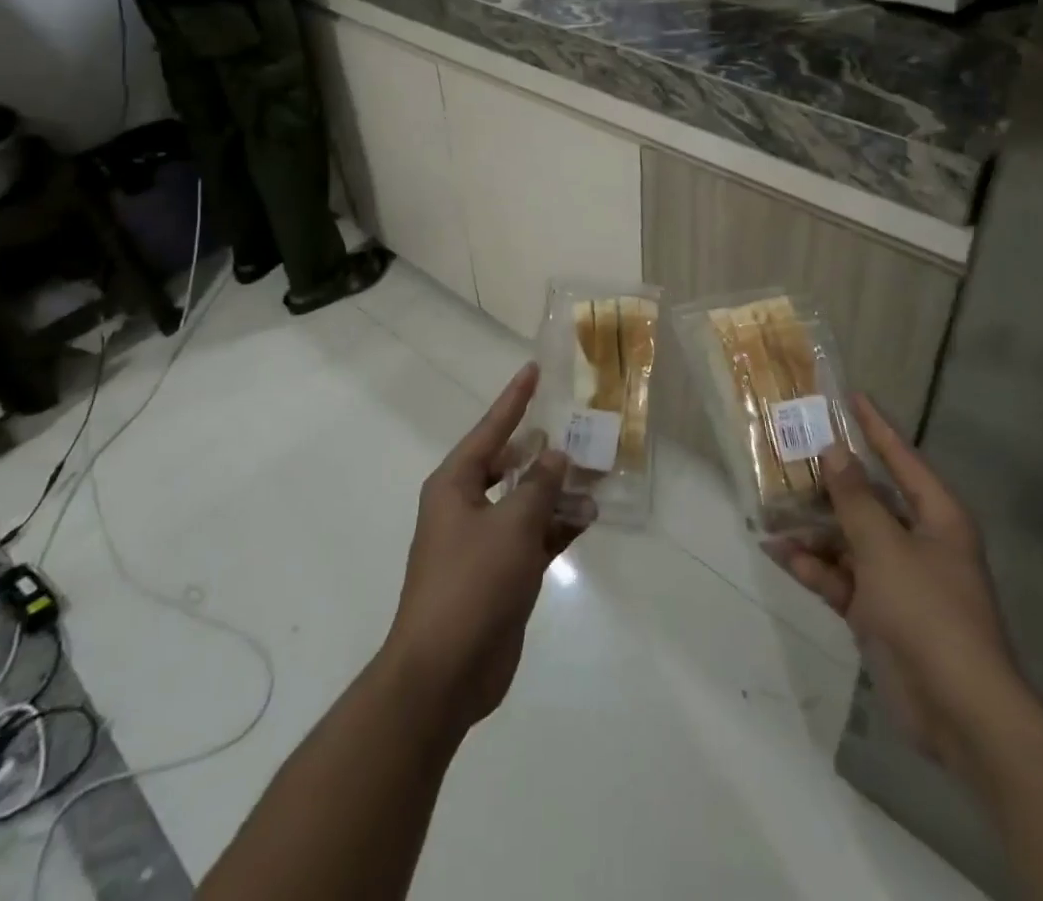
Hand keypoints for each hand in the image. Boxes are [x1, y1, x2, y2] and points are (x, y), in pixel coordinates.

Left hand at [381, 364, 590, 732]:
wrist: (445, 672)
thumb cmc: (472, 584)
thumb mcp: (512, 526)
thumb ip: (539, 486)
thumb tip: (556, 455)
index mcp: (455, 485)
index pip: (490, 430)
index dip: (514, 399)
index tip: (534, 370)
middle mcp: (466, 505)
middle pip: (510, 464)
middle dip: (543, 450)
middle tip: (577, 428)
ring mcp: (483, 542)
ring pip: (526, 501)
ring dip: (557, 490)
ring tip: (597, 472)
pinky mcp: (501, 573)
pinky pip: (533, 536)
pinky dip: (558, 525)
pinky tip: (589, 516)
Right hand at [767, 396, 1031, 779]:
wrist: (959, 712)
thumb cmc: (928, 612)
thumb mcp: (885, 547)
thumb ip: (855, 499)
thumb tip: (834, 452)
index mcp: (936, 517)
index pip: (902, 458)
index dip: (876, 427)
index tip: (850, 397)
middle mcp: (918, 541)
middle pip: (868, 499)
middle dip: (828, 482)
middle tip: (788, 453)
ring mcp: (897, 578)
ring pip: (847, 539)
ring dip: (813, 528)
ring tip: (770, 507)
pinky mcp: (877, 612)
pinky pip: (840, 578)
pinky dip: (813, 566)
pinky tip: (779, 552)